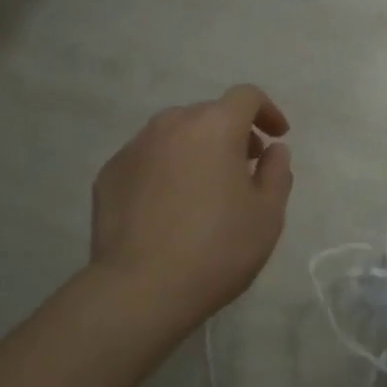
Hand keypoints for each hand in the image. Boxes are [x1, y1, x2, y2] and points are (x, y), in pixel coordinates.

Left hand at [90, 85, 293, 329]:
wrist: (139, 291)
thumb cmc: (217, 249)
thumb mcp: (268, 214)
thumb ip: (277, 172)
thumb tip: (272, 150)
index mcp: (215, 126)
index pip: (246, 96)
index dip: (267, 111)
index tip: (277, 137)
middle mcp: (172, 124)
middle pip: (209, 114)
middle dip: (232, 133)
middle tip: (243, 169)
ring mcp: (134, 148)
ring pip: (174, 135)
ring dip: (195, 149)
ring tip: (204, 188)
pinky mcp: (108, 174)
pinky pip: (146, 160)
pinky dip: (164, 170)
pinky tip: (168, 208)